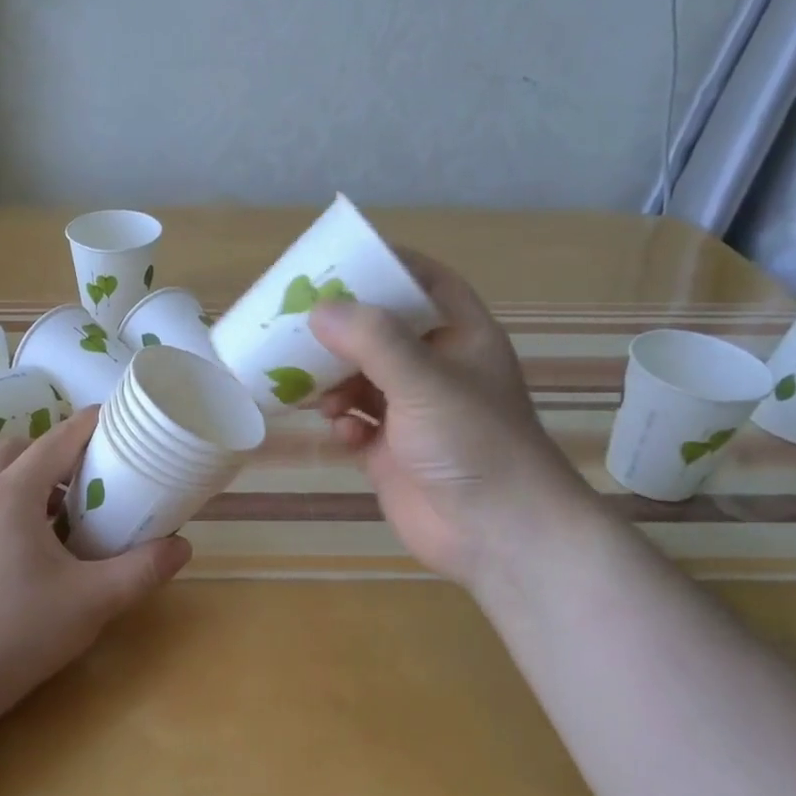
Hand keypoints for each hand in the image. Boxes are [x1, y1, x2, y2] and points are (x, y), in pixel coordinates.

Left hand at [0, 408, 190, 726]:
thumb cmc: (17, 633)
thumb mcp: (92, 602)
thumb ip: (142, 570)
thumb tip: (183, 547)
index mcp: (12, 494)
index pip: (58, 439)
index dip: (90, 424)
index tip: (119, 419)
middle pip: (20, 448)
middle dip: (57, 451)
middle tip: (91, 476)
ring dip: (29, 477)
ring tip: (62, 512)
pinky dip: (7, 501)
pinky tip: (28, 544)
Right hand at [309, 249, 593, 591]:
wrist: (498, 534)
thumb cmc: (473, 443)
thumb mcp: (425, 381)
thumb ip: (372, 340)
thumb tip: (318, 309)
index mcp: (459, 337)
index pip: (424, 283)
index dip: (386, 266)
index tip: (339, 261)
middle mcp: (436, 368)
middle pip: (380, 331)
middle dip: (341, 330)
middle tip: (297, 323)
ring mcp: (412, 411)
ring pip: (360, 377)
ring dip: (334, 380)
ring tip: (313, 388)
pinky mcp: (391, 451)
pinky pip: (355, 421)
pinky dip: (343, 422)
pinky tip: (341, 432)